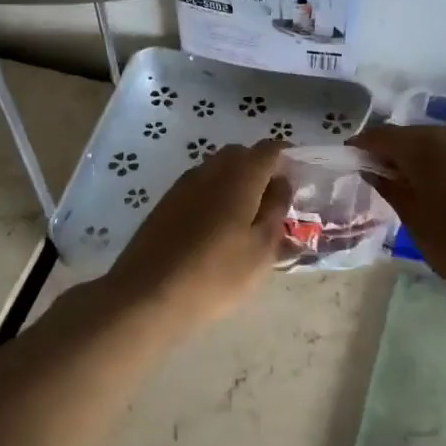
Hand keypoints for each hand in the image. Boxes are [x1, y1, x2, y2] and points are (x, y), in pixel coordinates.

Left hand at [104, 140, 292, 330]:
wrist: (147, 296)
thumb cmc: (216, 274)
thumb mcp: (262, 248)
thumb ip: (276, 210)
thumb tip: (281, 183)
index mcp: (240, 176)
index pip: (270, 149)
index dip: (287, 158)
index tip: (298, 179)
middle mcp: (210, 170)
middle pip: (241, 155)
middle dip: (260, 169)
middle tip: (273, 201)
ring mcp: (182, 185)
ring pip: (216, 170)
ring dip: (235, 183)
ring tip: (246, 218)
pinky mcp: (164, 204)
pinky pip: (198, 187)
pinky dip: (214, 196)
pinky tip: (216, 228)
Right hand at [350, 123, 445, 298]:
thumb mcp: (418, 225)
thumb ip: (394, 192)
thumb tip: (377, 173)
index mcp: (427, 146)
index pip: (382, 137)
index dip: (362, 148)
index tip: (351, 163)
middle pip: (415, 138)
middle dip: (397, 157)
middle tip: (388, 185)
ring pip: (445, 146)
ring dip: (429, 163)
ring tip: (425, 195)